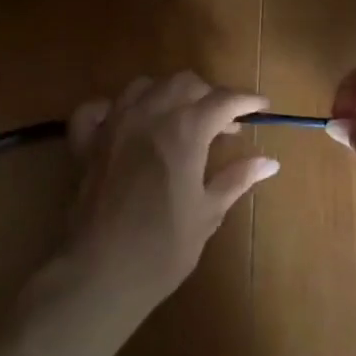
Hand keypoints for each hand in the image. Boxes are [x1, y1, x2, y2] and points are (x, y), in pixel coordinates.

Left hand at [63, 72, 277, 310]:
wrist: (101, 272)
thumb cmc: (163, 247)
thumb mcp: (207, 212)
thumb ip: (237, 178)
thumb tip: (269, 162)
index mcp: (184, 130)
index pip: (222, 100)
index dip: (246, 100)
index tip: (262, 106)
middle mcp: (148, 115)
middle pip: (183, 83)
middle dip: (208, 94)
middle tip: (224, 122)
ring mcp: (112, 124)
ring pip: (143, 86)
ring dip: (167, 94)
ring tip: (180, 118)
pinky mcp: (85, 142)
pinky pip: (97, 109)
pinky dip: (114, 108)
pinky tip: (126, 122)